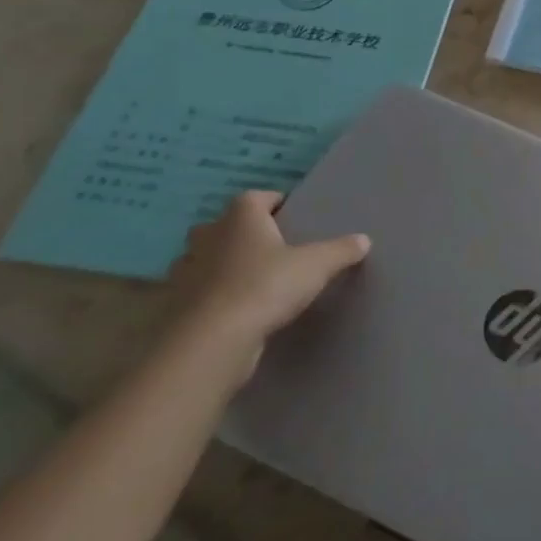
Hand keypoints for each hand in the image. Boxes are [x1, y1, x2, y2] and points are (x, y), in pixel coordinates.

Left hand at [165, 190, 369, 378]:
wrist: (211, 342)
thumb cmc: (265, 287)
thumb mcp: (317, 266)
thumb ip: (341, 250)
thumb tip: (363, 240)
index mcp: (240, 217)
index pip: (257, 197)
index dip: (275, 203)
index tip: (292, 217)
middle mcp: (207, 237)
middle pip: (226, 226)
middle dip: (245, 234)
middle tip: (273, 249)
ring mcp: (185, 272)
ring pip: (207, 259)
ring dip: (224, 266)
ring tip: (254, 281)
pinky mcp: (176, 306)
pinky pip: (198, 292)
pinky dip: (213, 297)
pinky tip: (235, 311)